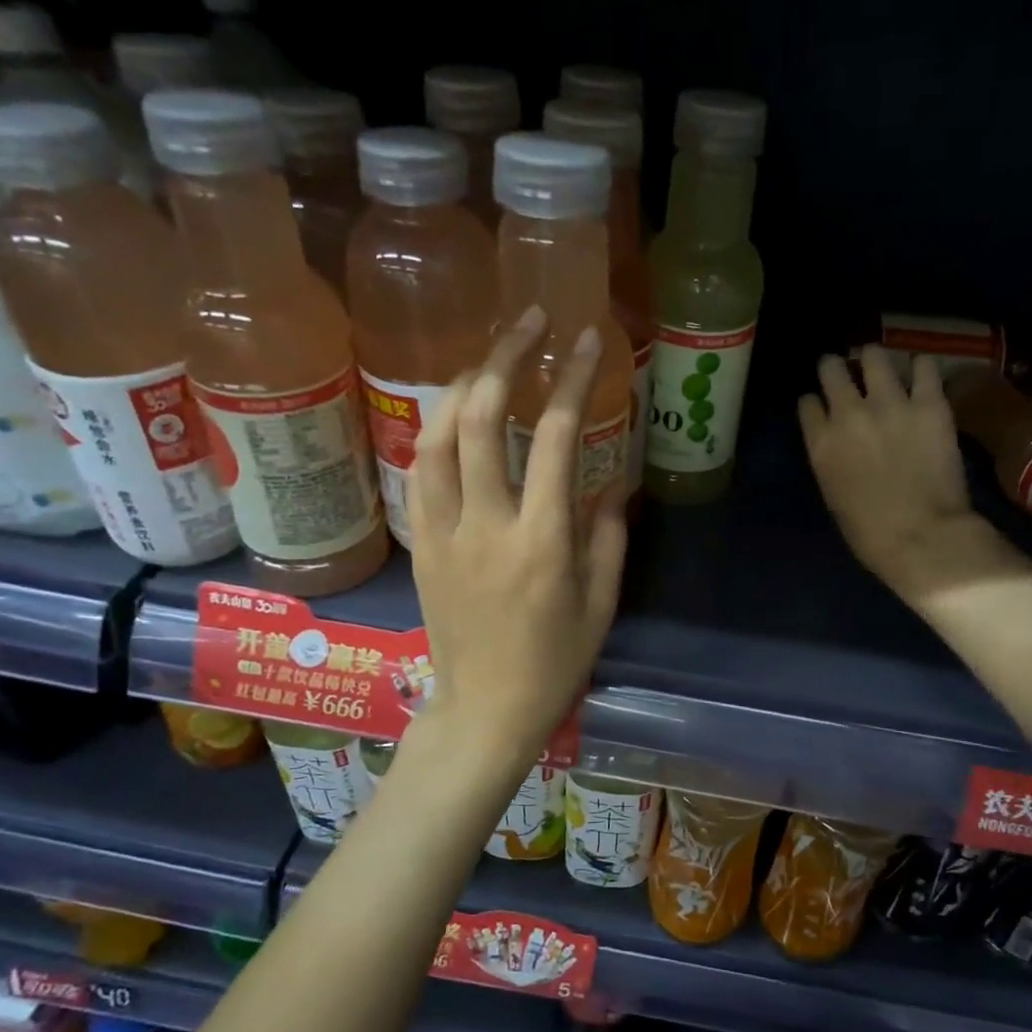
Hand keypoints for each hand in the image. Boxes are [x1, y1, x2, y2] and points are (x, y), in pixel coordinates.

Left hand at [408, 307, 626, 761]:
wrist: (484, 710)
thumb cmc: (554, 662)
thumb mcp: (602, 603)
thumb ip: (608, 534)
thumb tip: (612, 481)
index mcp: (541, 541)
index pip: (553, 438)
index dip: (571, 380)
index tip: (585, 340)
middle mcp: (485, 525)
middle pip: (479, 418)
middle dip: (504, 357)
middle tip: (527, 322)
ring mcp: (442, 532)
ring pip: (434, 436)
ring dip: (460, 385)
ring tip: (488, 361)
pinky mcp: (418, 544)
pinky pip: (419, 472)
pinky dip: (437, 432)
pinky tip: (455, 418)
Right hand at [799, 347, 1029, 609]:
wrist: (922, 536)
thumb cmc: (870, 532)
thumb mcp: (833, 495)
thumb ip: (831, 460)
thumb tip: (839, 445)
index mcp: (821, 442)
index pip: (807, 402)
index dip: (815, 401)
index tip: (823, 406)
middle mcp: (849, 413)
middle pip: (832, 368)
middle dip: (837, 368)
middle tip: (848, 373)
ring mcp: (890, 403)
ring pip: (875, 355)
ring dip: (875, 360)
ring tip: (884, 367)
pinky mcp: (930, 403)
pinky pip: (924, 365)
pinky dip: (920, 367)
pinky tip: (921, 375)